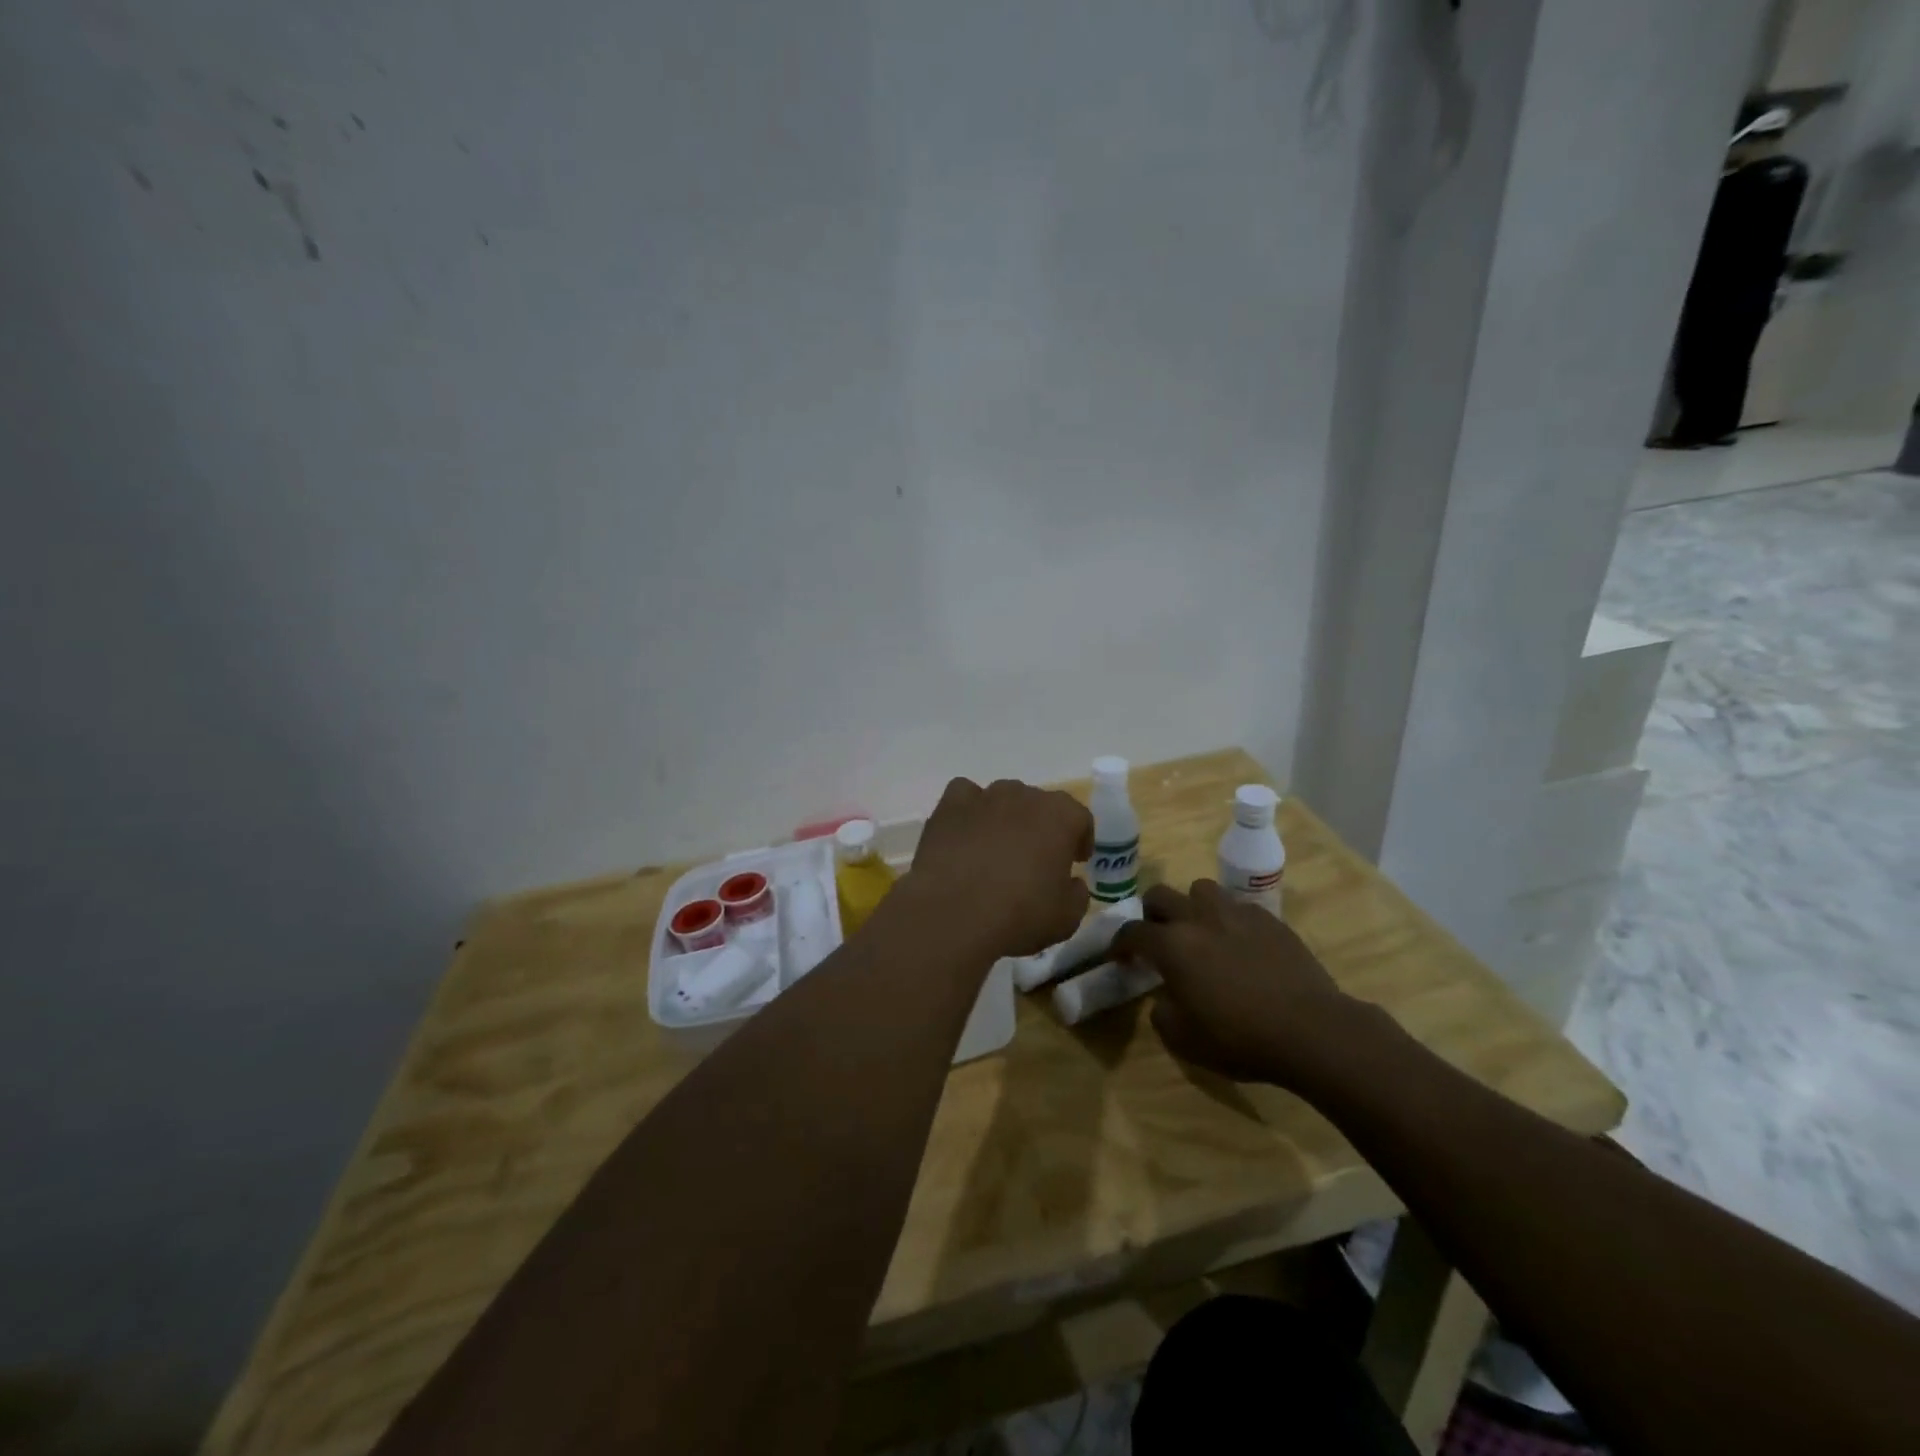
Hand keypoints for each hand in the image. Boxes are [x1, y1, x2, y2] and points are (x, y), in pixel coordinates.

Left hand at [906, 778, 1093, 958]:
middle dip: (1041, 828)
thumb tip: (1072, 883)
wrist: (953, 913)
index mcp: (1060, 816)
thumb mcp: (1067, 918)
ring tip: (997, 850)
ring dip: (1006, 818)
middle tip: (1035, 860)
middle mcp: (1023, 795)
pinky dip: (969, 811)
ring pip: (1003, 798)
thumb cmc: (1019, 914)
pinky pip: (965, 797)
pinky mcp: (949, 806)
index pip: (1080, 818)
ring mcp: (984, 796)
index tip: (1075, 861)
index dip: (1080, 839)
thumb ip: (1077, 894)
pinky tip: (966, 835)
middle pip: (1039, 805)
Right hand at [1111, 881, 1356, 1088]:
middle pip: (1160, 895)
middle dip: (1150, 914)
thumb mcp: (1184, 1040)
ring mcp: (1236, 914)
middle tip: (1157, 938)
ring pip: (1201, 890)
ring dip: (1191, 906)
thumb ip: (1162, 1012)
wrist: (1311, 1030)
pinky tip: (1239, 944)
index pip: (1132, 932)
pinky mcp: (1269, 919)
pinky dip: (1228, 919)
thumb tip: (1164, 997)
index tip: (1119, 956)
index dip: (1119, 943)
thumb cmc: (1240, 1037)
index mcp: (1172, 945)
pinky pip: (1237, 906)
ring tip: (1200, 932)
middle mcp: (1199, 918)